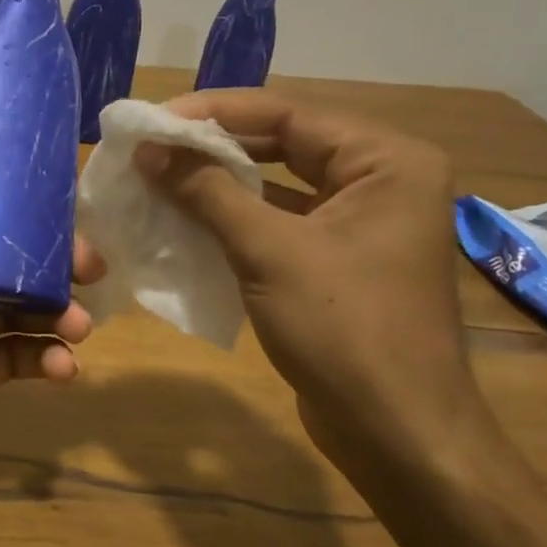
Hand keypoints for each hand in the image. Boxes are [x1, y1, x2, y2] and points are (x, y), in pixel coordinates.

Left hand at [0, 104, 96, 538]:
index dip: (22, 200)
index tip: (67, 195)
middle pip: (9, 261)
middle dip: (54, 262)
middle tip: (91, 268)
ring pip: (20, 311)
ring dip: (58, 313)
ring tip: (80, 324)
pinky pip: (16, 361)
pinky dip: (45, 361)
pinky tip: (63, 366)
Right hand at [136, 87, 478, 456]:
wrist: (396, 434)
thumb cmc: (344, 331)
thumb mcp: (269, 252)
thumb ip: (208, 192)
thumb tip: (150, 151)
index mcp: (386, 161)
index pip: (287, 114)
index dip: (214, 112)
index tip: (153, 120)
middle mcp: (380, 179)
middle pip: (282, 143)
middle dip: (213, 146)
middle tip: (150, 147)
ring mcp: (360, 222)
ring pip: (277, 184)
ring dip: (218, 182)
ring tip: (158, 176)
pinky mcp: (338, 259)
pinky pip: (279, 222)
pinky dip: (234, 218)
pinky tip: (185, 218)